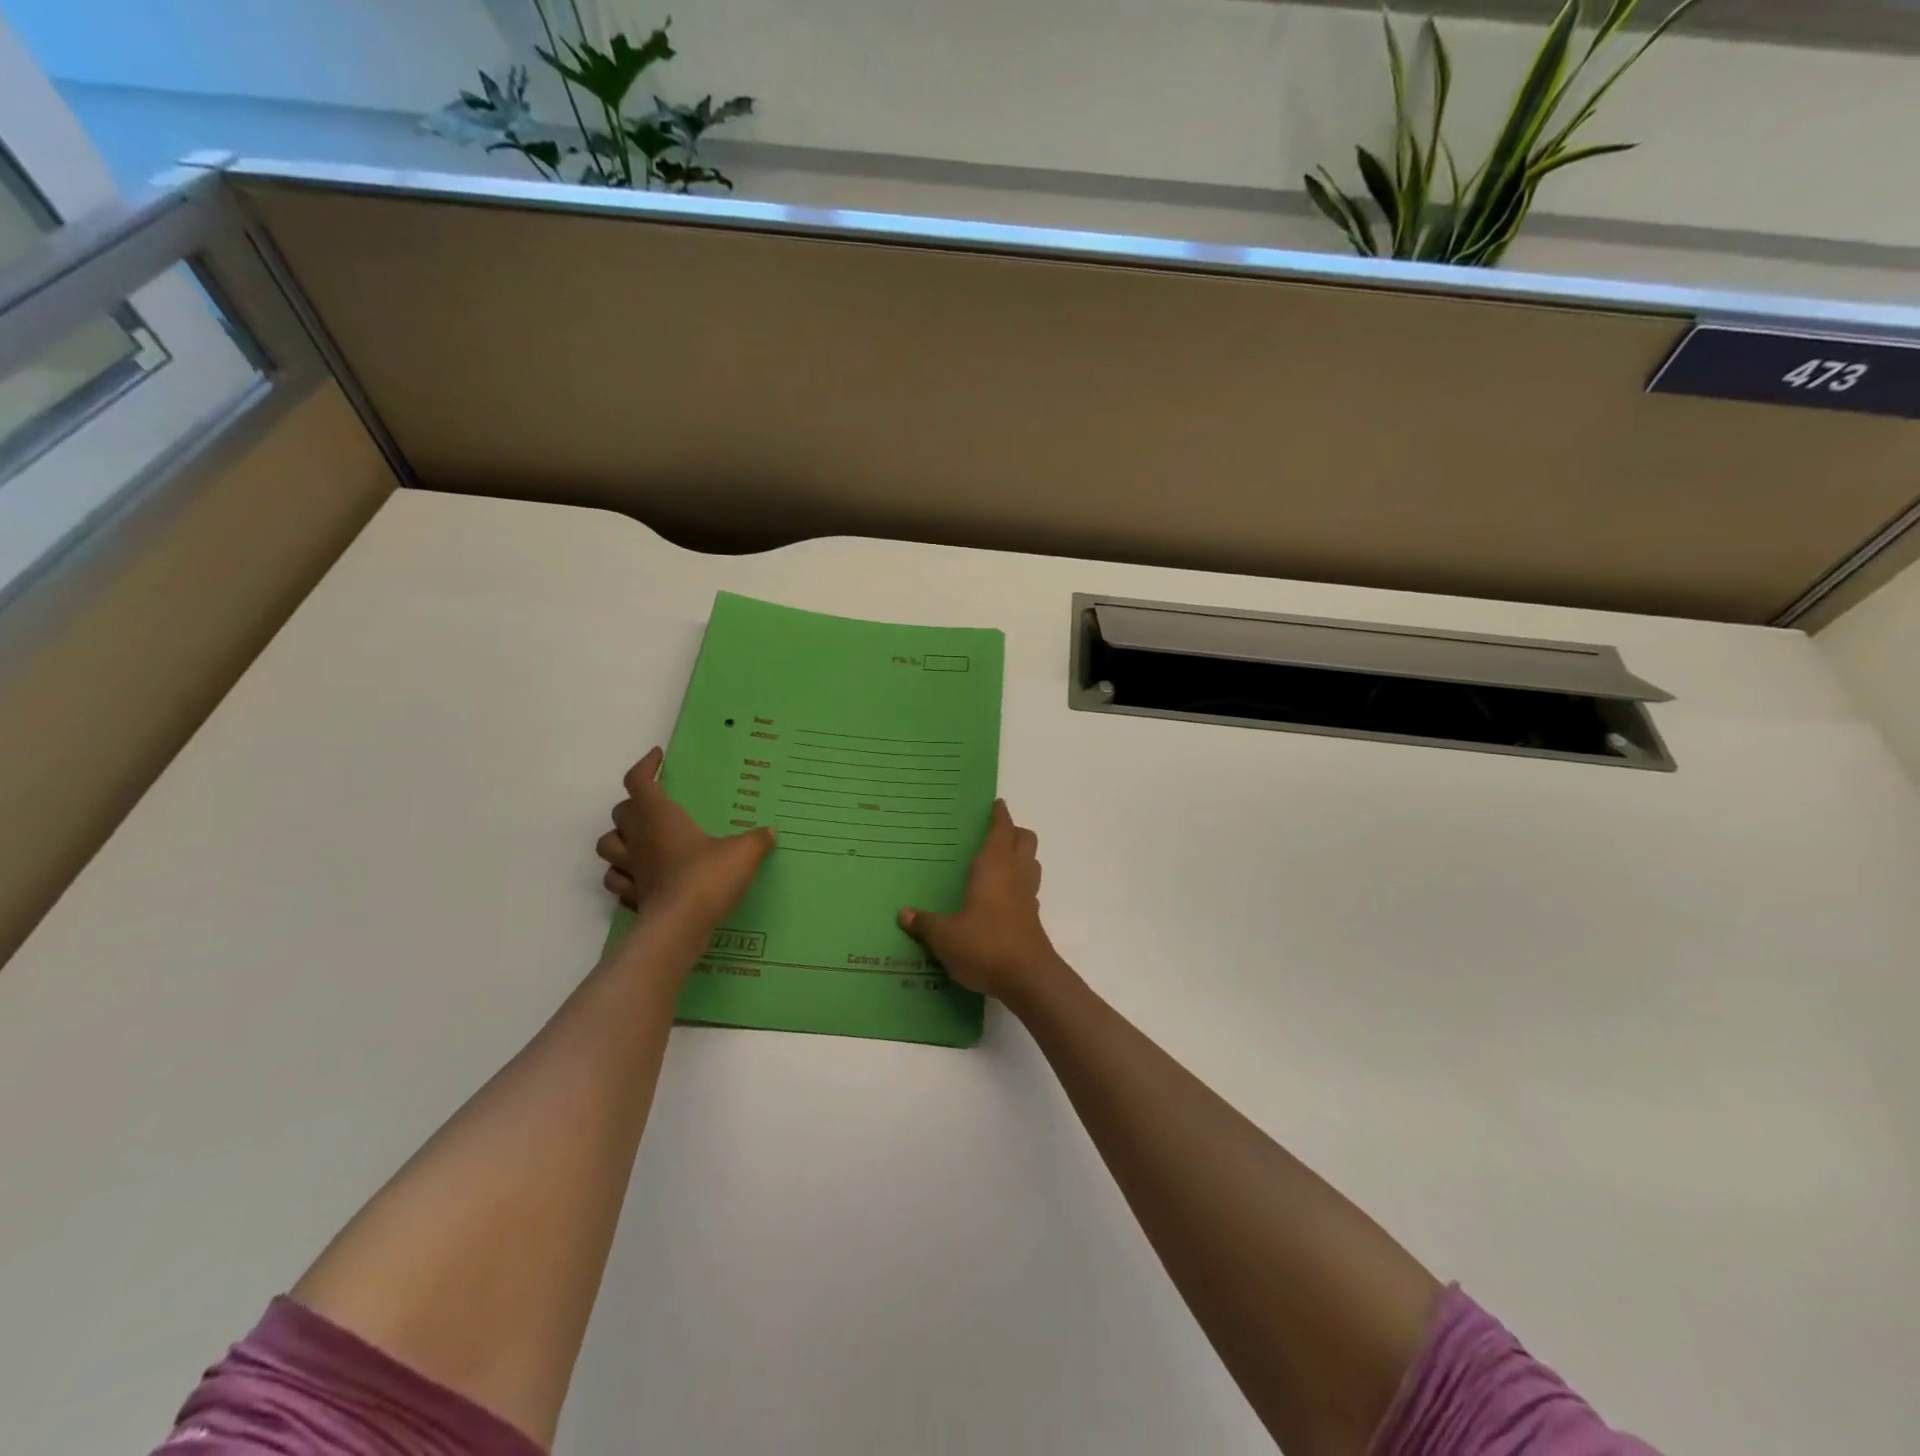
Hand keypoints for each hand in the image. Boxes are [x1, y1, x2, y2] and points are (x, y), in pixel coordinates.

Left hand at [597, 748, 773, 933]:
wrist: (679, 928)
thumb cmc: (707, 878)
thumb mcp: (743, 853)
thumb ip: (756, 839)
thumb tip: (768, 832)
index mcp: (660, 817)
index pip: (638, 781)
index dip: (645, 766)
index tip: (658, 759)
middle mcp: (639, 838)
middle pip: (620, 811)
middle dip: (634, 805)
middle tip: (657, 806)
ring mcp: (631, 869)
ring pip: (607, 846)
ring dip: (620, 840)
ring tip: (642, 841)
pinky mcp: (632, 897)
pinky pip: (618, 881)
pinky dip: (626, 875)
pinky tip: (645, 877)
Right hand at [899, 800, 1062, 1003]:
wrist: (1028, 978)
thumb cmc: (985, 945)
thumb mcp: (945, 936)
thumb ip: (925, 923)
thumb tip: (904, 914)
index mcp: (994, 867)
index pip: (1001, 830)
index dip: (1000, 815)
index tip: (996, 804)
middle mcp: (1015, 874)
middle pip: (1025, 840)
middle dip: (1013, 832)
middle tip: (994, 832)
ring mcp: (1028, 896)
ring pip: (1031, 862)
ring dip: (1020, 856)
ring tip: (998, 861)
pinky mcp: (1032, 917)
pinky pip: (1028, 888)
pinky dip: (1019, 883)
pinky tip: (1002, 897)